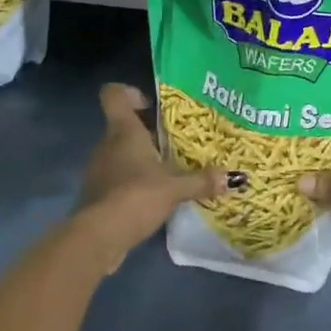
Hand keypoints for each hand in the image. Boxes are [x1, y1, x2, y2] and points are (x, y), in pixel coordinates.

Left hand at [73, 84, 227, 272]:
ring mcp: (99, 169)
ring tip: (170, 171)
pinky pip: (118, 177)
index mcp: (123, 131)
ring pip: (121, 152)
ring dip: (142, 158)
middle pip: (124, 125)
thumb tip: (233, 177)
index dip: (130, 93)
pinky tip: (154, 197)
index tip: (152, 105)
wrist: (97, 238)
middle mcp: (107, 144)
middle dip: (149, 131)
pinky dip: (134, 182)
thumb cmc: (135, 196)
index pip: (114, 94)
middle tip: (176, 141)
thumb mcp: (174, 188)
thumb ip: (201, 181)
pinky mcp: (98, 193)